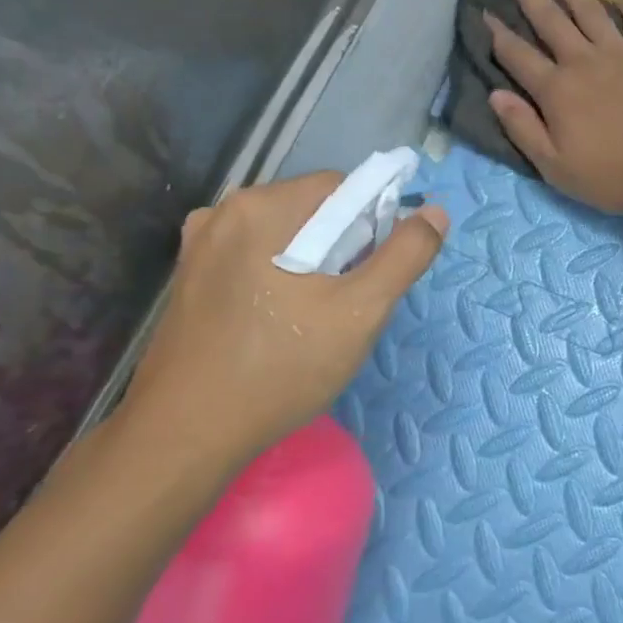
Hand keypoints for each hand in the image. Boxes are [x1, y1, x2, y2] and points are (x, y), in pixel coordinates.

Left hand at [115, 173, 447, 479]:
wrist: (186, 434)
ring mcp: (200, 246)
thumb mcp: (360, 312)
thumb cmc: (281, 367)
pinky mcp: (190, 279)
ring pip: (284, 237)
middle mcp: (224, 212)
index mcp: (262, 207)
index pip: (342, 188)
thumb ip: (404, 257)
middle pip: (311, 210)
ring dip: (313, 265)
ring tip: (317, 318)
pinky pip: (254, 260)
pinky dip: (280, 278)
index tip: (375, 273)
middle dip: (342, 247)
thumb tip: (436, 214)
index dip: (373, 224)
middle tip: (349, 303)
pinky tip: (281, 323)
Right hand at [486, 0, 622, 215]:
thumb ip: (523, 129)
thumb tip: (495, 95)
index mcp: (556, 90)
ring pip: (590, 11)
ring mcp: (621, 54)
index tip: (482, 12)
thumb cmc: (613, 176)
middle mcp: (584, 61)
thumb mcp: (556, 167)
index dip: (496, 34)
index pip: (517, 56)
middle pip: (549, 20)